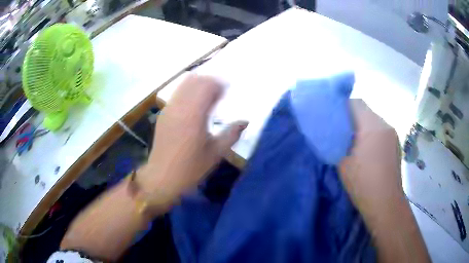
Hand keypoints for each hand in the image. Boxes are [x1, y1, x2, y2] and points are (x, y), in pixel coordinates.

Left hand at [139, 75, 247, 200]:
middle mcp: (180, 107)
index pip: (206, 86)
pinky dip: (189, 92)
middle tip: (219, 94)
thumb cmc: (190, 168)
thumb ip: (232, 134)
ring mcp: (169, 109)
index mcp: (194, 115)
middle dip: (209, 82)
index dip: (219, 85)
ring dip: (198, 85)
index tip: (228, 92)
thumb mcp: (216, 153)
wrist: (162, 177)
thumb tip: (245, 121)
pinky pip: (178, 94)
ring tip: (207, 98)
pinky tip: (194, 106)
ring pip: (184, 84)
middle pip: (195, 80)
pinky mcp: (163, 114)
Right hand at [339, 99, 428, 261]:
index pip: (356, 102)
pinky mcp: (396, 144)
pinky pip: (381, 132)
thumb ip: (337, 142)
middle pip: (366, 110)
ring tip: (353, 142)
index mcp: (372, 125)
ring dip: (363, 127)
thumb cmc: (363, 182)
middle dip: (352, 117)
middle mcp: (385, 124)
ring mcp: (393, 135)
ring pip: (374, 121)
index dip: (342, 106)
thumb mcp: (342, 161)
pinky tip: (367, 151)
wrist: (385, 203)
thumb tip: (333, 132)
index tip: (333, 118)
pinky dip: (372, 135)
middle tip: (341, 131)